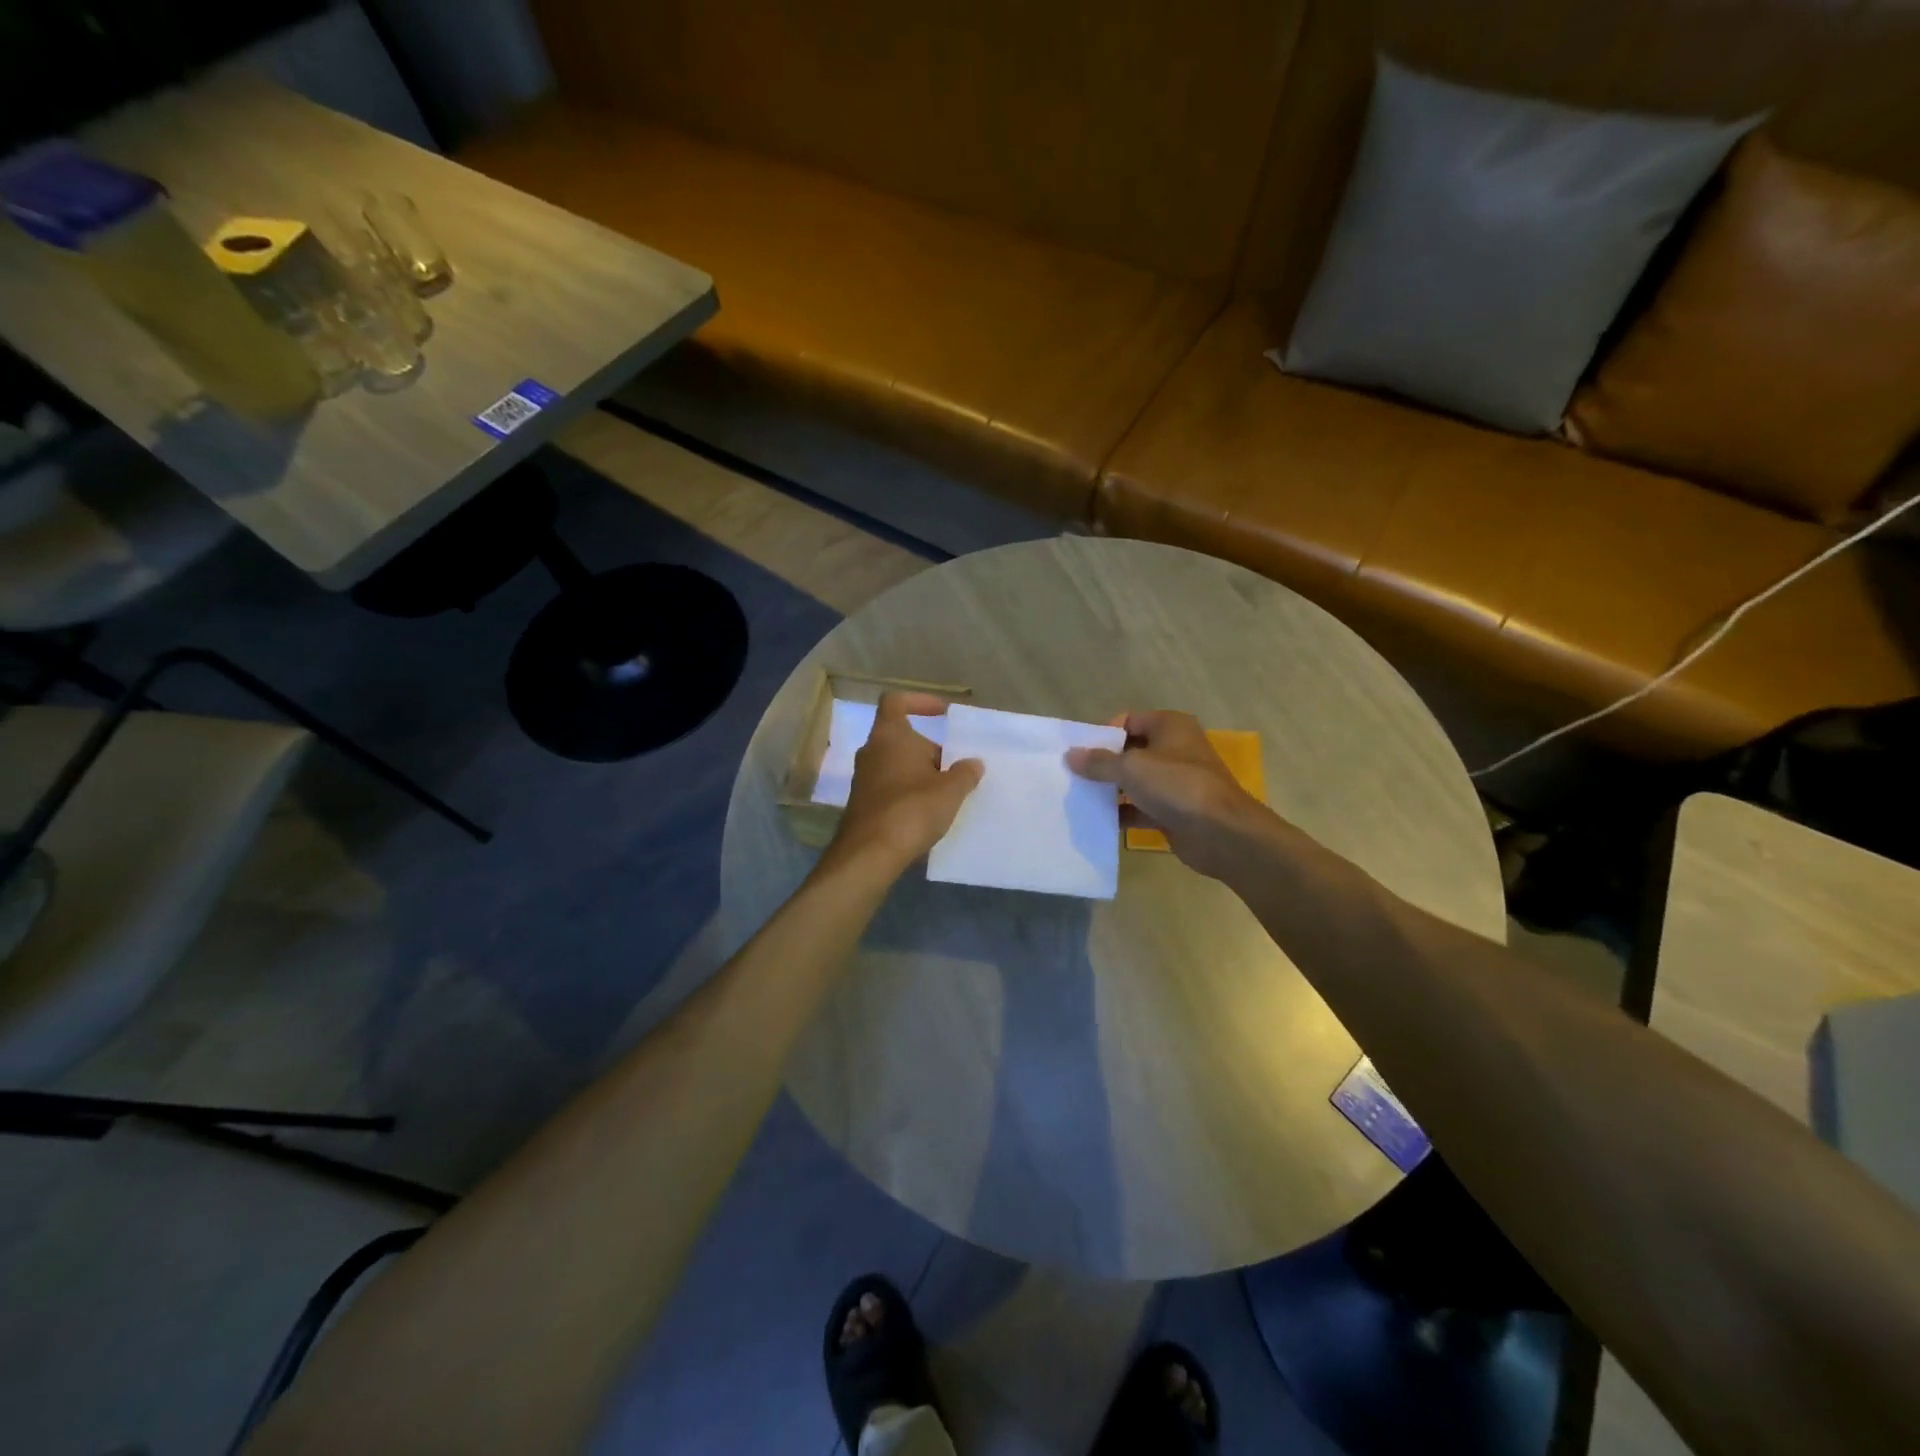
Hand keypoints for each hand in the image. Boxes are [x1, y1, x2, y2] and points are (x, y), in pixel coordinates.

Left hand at [825, 692, 983, 874]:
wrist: (870, 853)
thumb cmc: (912, 809)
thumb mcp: (950, 790)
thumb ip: (965, 773)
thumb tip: (973, 763)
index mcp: (890, 736)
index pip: (896, 702)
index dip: (919, 702)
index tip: (942, 713)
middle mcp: (871, 752)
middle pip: (901, 737)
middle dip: (928, 749)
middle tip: (954, 768)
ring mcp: (863, 779)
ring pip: (896, 764)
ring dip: (920, 773)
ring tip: (945, 793)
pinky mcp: (862, 804)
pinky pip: (889, 787)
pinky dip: (908, 792)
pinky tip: (927, 813)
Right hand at [1066, 710, 1267, 880]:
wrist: (1221, 833)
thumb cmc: (1177, 786)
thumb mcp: (1131, 768)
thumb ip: (1098, 762)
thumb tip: (1070, 755)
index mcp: (1170, 726)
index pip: (1129, 720)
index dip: (1104, 733)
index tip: (1079, 751)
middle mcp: (1174, 750)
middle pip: (1130, 751)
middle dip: (1103, 763)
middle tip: (1074, 775)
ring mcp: (1175, 782)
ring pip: (1135, 781)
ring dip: (1110, 790)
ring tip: (1079, 797)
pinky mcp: (1174, 811)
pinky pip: (1141, 807)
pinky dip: (1122, 813)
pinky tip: (1098, 821)